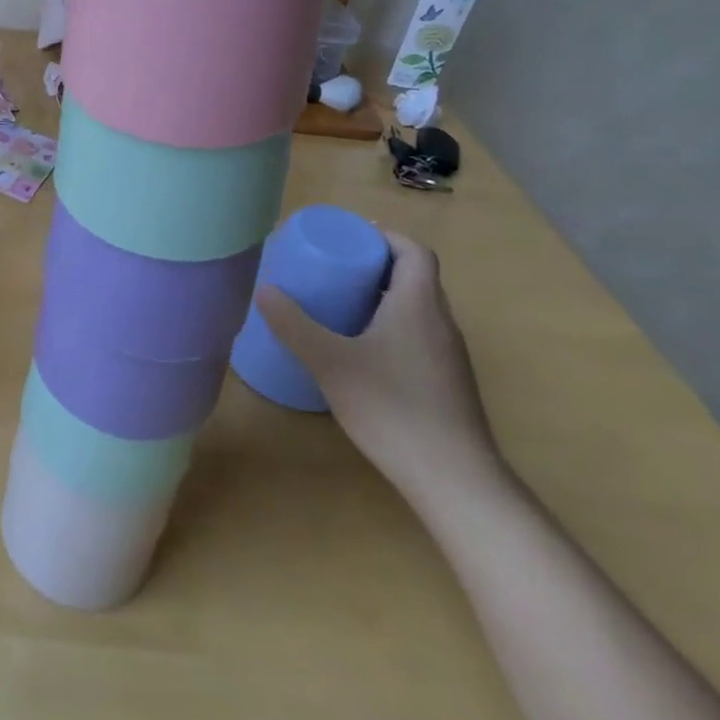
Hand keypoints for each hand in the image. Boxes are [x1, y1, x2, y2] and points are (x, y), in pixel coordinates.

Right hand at [256, 232, 501, 503]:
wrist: (455, 481)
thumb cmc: (393, 408)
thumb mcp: (330, 362)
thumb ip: (294, 325)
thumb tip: (264, 289)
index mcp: (419, 305)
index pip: (414, 251)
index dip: (385, 237)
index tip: (350, 238)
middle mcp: (441, 324)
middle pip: (414, 278)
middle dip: (375, 266)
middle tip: (333, 269)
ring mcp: (449, 358)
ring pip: (417, 310)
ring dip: (382, 298)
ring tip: (339, 306)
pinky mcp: (448, 386)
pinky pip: (418, 338)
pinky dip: (390, 329)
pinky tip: (360, 353)